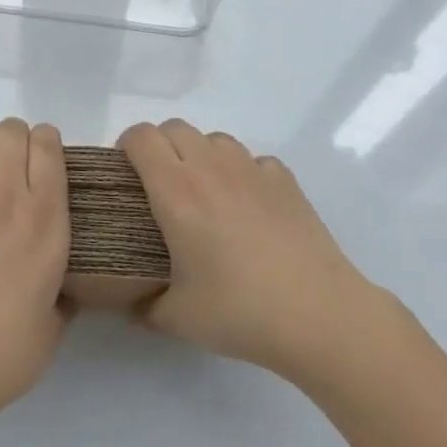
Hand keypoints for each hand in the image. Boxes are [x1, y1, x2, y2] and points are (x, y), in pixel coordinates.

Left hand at [0, 118, 71, 427]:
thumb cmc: (7, 352)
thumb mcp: (56, 323)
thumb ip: (65, 292)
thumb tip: (66, 282)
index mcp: (47, 222)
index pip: (49, 149)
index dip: (48, 141)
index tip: (47, 156)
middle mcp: (9, 200)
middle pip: (13, 132)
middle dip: (18, 134)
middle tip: (16, 156)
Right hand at [120, 120, 387, 388]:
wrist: (321, 317)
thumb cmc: (240, 312)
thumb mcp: (175, 319)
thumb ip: (141, 303)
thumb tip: (124, 301)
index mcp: (175, 190)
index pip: (140, 137)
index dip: (126, 147)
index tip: (126, 174)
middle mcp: (209, 168)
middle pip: (174, 127)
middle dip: (160, 147)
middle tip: (161, 187)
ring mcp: (251, 170)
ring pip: (214, 139)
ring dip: (201, 155)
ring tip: (206, 194)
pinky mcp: (285, 181)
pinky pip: (253, 160)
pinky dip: (243, 173)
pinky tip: (249, 207)